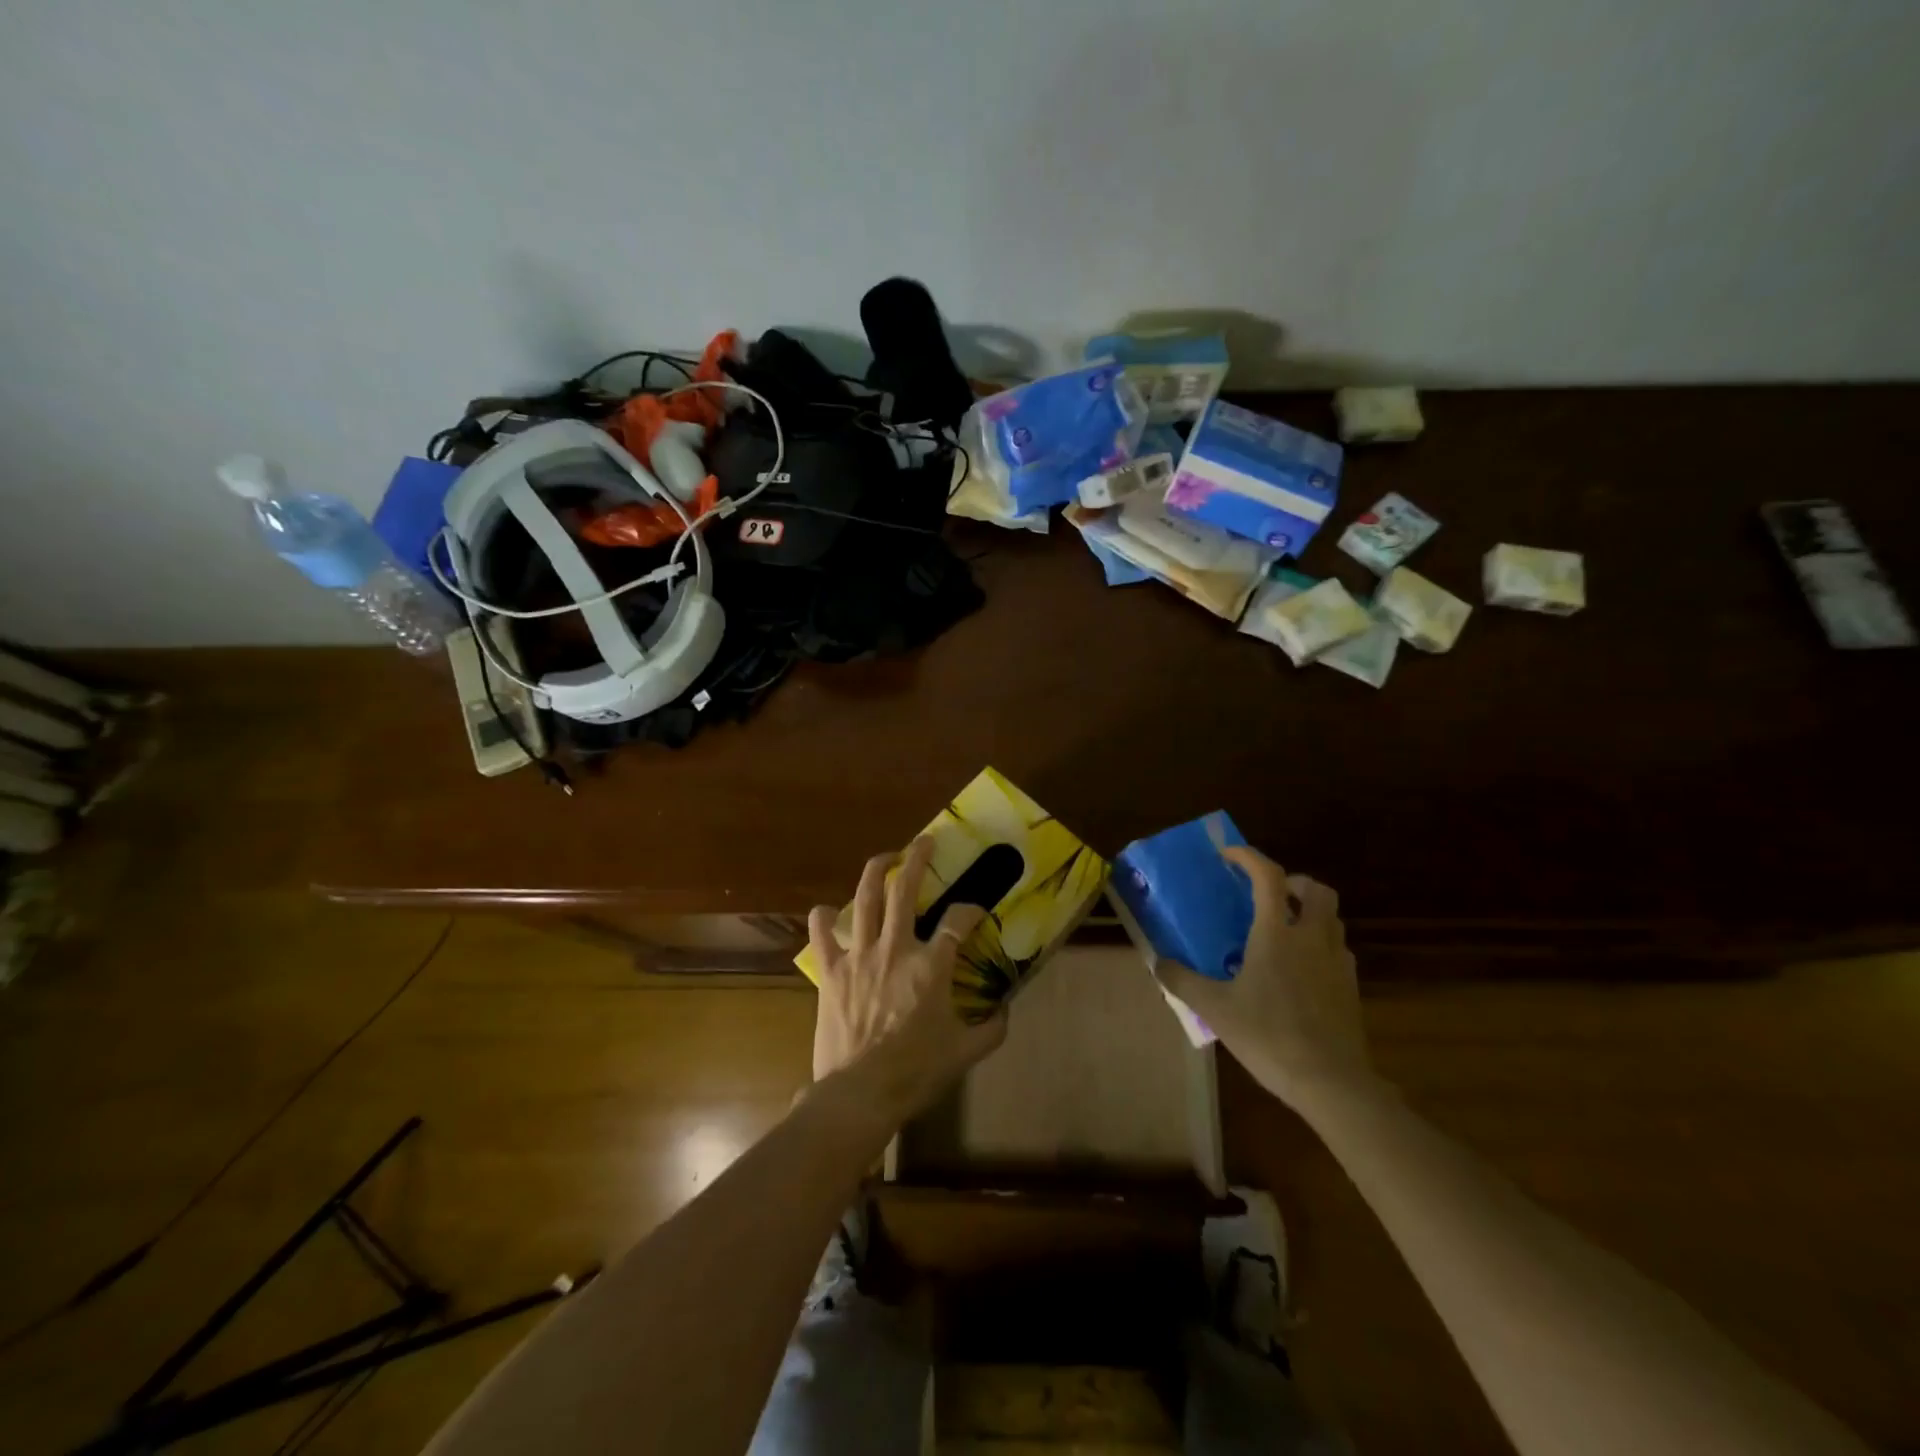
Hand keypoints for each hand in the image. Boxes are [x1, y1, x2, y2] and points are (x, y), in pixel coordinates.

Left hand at [808, 837, 1008, 1117]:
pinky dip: (822, 917)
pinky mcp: (831, 971)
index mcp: (931, 966)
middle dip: (917, 859)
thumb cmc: (915, 1072)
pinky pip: (821, 933)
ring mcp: (859, 956)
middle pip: (905, 890)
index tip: (975, 910)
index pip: (957, 922)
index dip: (970, 910)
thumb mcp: (965, 1053)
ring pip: (865, 899)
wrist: (860, 1093)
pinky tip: (827, 910)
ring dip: (876, 871)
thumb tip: (1007, 1010)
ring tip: (885, 858)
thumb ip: (992, 1028)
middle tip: (924, 842)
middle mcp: (895, 949)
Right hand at [1156, 847, 1373, 1110]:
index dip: (1248, 857)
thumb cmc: (1269, 1036)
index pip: (1268, 876)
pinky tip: (1300, 969)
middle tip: (1269, 894)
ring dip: (1309, 911)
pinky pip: (1337, 949)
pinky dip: (1320, 944)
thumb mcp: (1215, 1009)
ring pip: (1331, 918)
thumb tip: (1159, 962)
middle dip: (1293, 882)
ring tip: (1282, 929)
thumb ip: (1183, 981)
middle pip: (1316, 889)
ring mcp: (1337, 962)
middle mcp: (1311, 938)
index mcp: (1277, 934)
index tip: (1228, 855)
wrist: (1331, 1082)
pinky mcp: (1350, 988)